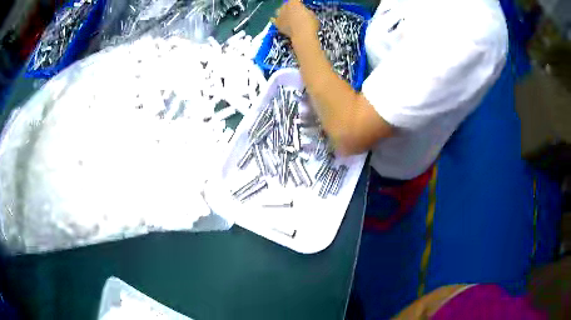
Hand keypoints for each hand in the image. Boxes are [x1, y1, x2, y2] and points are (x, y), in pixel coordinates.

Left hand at [271, 0, 318, 41]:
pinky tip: (277, 20)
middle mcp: (285, 7)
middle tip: (296, 11)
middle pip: (286, 4)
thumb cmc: (310, 24)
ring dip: (283, 12)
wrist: (303, 36)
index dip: (298, 3)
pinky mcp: (277, 24)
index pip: (295, 0)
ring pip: (279, 11)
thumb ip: (306, 11)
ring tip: (287, 16)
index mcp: (294, 3)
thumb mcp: (312, 15)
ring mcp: (280, 15)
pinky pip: (274, 20)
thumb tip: (305, 12)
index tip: (301, 5)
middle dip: (290, 7)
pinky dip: (276, 20)